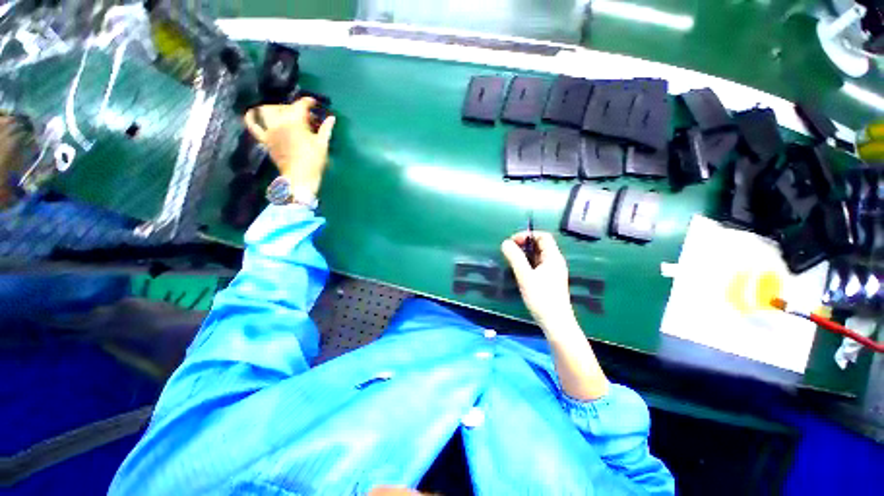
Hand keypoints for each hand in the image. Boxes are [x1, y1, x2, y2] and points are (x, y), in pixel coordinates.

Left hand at [244, 98, 335, 196]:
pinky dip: (251, 118)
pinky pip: (253, 127)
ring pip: (267, 111)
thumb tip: (332, 118)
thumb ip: (326, 129)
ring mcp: (270, 131)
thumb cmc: (314, 161)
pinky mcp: (265, 140)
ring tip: (283, 112)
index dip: (308, 101)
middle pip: (285, 107)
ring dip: (275, 108)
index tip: (314, 103)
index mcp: (296, 122)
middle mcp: (280, 122)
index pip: (301, 105)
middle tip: (305, 116)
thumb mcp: (323, 144)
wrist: (300, 177)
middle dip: (295, 108)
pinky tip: (251, 113)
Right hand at [501, 231, 574, 330]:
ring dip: (525, 254)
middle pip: (541, 245)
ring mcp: (553, 272)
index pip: (543, 236)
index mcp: (553, 257)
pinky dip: (528, 263)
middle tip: (510, 250)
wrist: (556, 323)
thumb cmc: (541, 298)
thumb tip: (505, 243)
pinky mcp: (550, 281)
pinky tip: (519, 271)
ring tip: (512, 259)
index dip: (528, 235)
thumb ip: (515, 258)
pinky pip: (538, 265)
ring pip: (539, 256)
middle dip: (524, 244)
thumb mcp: (525, 276)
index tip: (513, 241)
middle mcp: (555, 262)